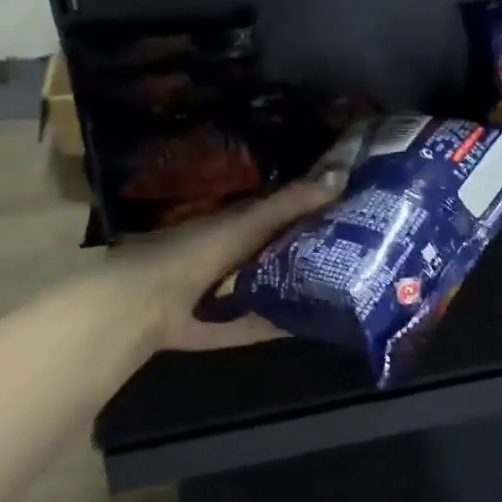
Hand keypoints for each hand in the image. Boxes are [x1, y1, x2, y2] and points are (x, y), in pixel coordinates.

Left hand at [107, 175, 339, 351]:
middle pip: (276, 251)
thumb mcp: (250, 222)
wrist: (145, 302)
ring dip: (294, 288)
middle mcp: (231, 255)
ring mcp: (223, 292)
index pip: (280, 213)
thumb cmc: (198, 250)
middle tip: (356, 255)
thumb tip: (342, 175)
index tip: (350, 211)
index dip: (312, 210)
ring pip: (267, 287)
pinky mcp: (220, 325)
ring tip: (340, 290)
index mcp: (235, 225)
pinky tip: (310, 325)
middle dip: (309, 251)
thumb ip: (291, 204)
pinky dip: (277, 324)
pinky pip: (254, 324)